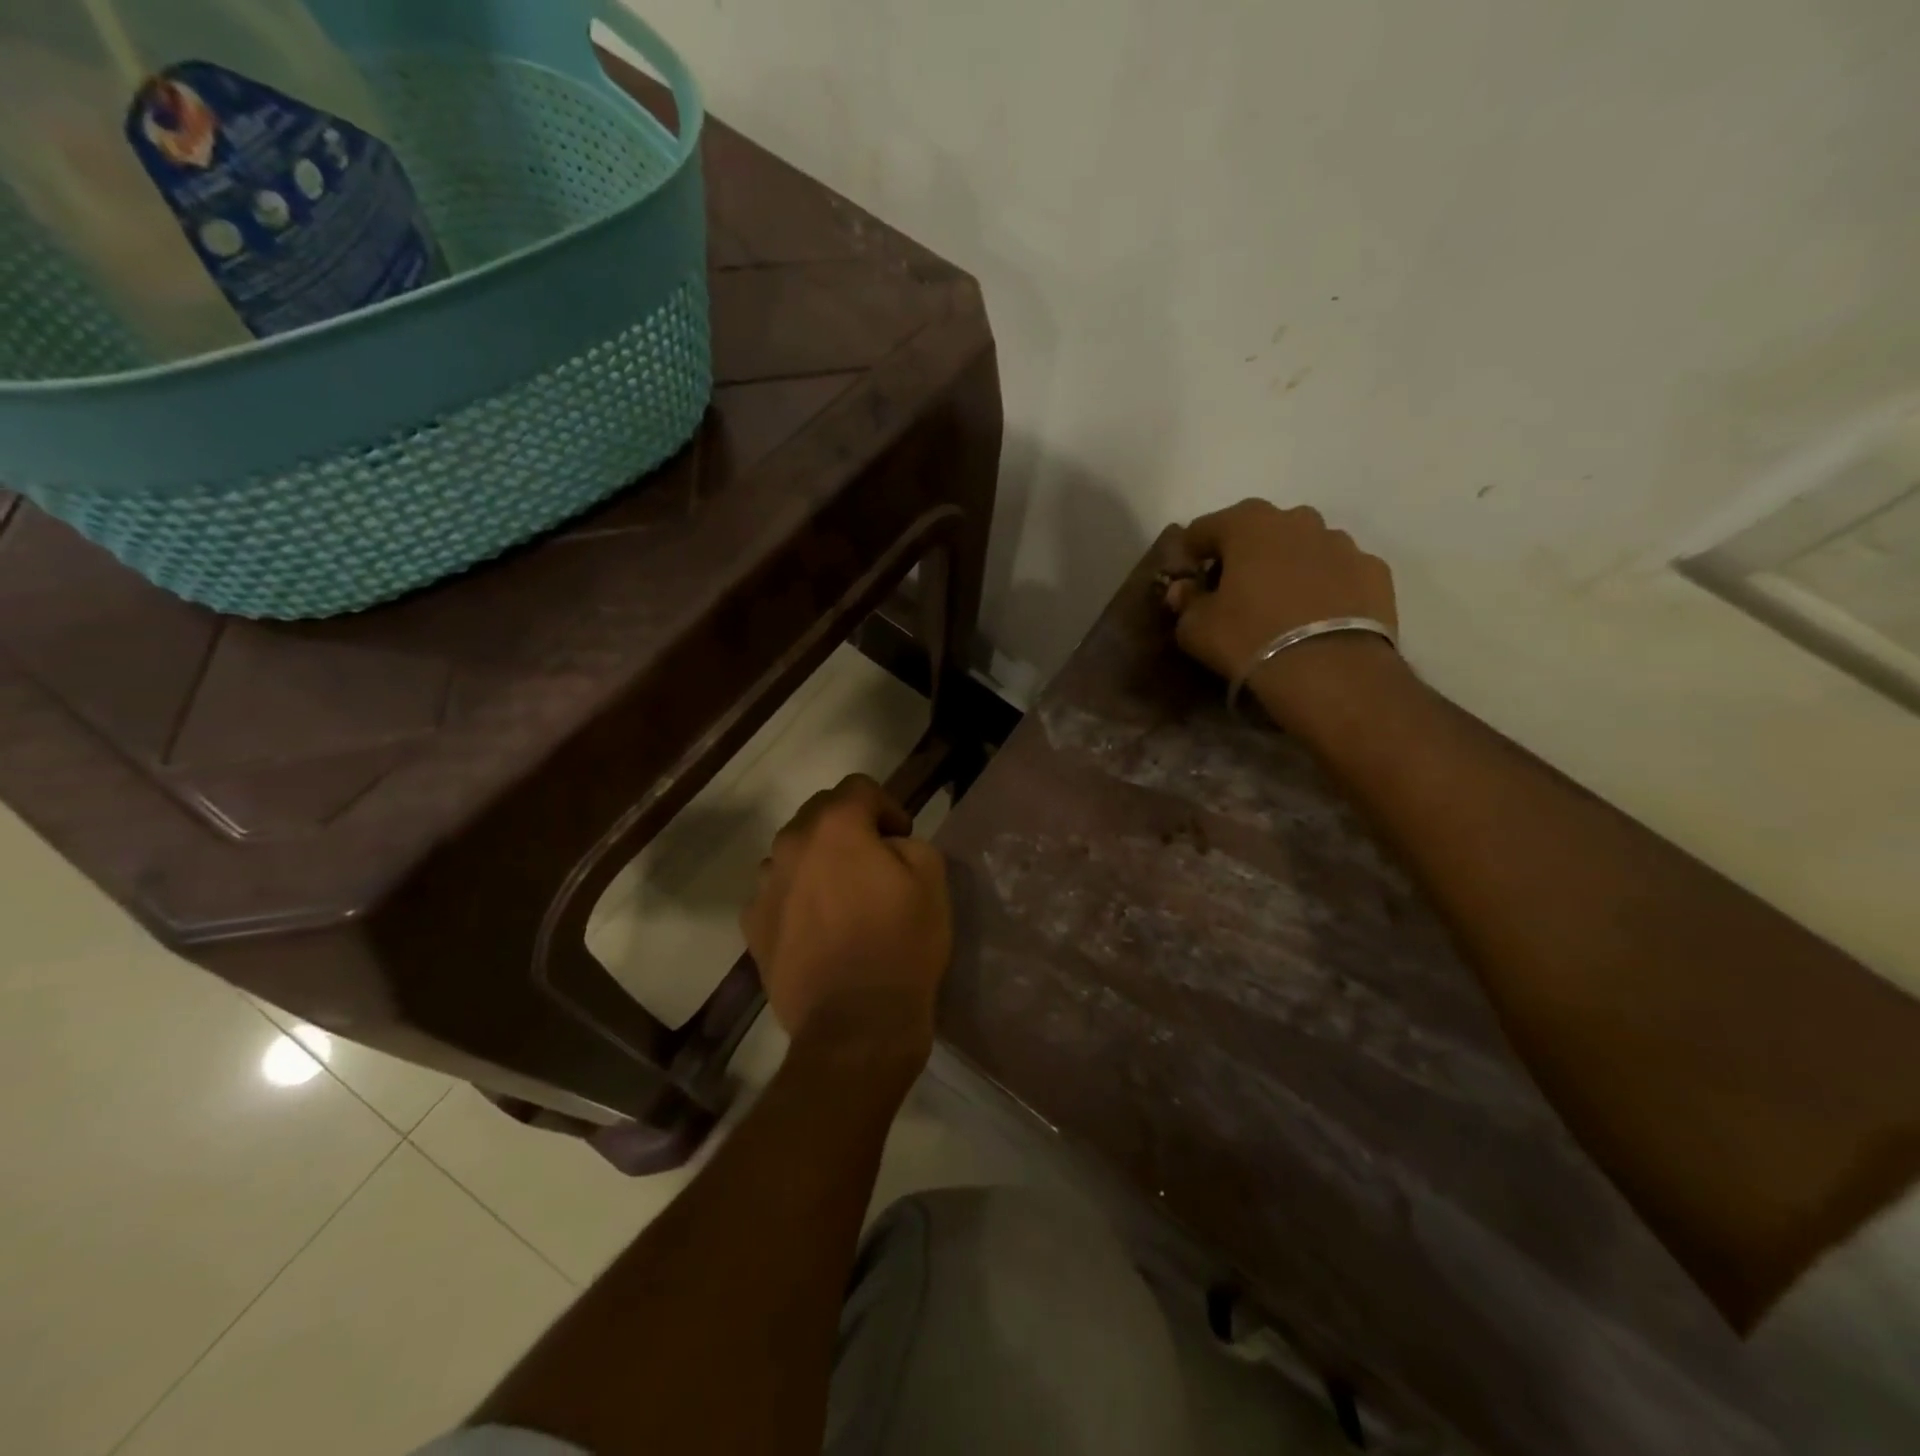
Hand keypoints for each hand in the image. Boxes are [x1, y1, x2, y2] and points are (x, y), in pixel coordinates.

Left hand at [741, 774, 951, 1054]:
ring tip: (843, 897)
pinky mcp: (753, 926)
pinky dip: (797, 897)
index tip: (902, 837)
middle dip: (849, 828)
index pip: (858, 788)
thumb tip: (886, 846)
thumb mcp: (931, 879)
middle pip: (819, 815)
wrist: (855, 1025)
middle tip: (875, 861)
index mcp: (834, 827)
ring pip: (794, 854)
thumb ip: (908, 843)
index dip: (887, 806)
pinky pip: (778, 894)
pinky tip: (819, 928)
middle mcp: (790, 846)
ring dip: (818, 862)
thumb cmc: (900, 945)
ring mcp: (765, 887)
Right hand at [1164, 500, 1400, 719]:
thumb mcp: (1196, 628)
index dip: (1191, 554)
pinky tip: (1317, 618)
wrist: (1329, 671)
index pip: (1204, 527)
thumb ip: (1186, 602)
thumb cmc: (1249, 639)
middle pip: (1260, 531)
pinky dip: (1325, 587)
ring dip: (1288, 567)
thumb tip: (1184, 590)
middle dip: (1244, 555)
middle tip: (1235, 592)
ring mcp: (1342, 543)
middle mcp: (1298, 520)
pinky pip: (1338, 573)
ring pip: (1303, 548)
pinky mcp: (1375, 571)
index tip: (1189, 581)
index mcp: (1248, 523)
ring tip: (1280, 608)